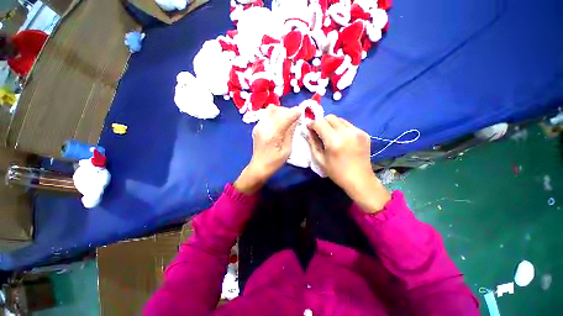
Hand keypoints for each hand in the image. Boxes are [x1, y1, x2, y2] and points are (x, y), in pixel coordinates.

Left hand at [234, 106, 299, 193]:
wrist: (259, 166)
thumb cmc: (275, 162)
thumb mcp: (287, 149)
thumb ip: (290, 133)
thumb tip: (296, 120)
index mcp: (272, 134)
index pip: (285, 116)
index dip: (294, 112)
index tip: (301, 113)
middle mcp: (263, 126)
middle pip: (277, 109)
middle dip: (288, 111)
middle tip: (295, 119)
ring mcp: (258, 125)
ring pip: (271, 110)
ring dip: (281, 112)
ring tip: (287, 120)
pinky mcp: (257, 126)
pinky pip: (267, 114)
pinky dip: (276, 115)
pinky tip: (279, 123)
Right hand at [307, 115, 390, 212]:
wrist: (360, 180)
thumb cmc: (337, 172)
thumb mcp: (320, 160)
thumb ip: (312, 143)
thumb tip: (307, 131)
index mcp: (334, 141)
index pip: (320, 123)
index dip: (312, 123)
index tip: (309, 127)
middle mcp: (347, 132)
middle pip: (330, 117)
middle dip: (322, 122)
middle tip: (319, 132)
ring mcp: (358, 132)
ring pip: (340, 119)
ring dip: (332, 124)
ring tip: (330, 135)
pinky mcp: (364, 133)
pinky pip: (348, 125)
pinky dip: (341, 128)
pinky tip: (342, 139)